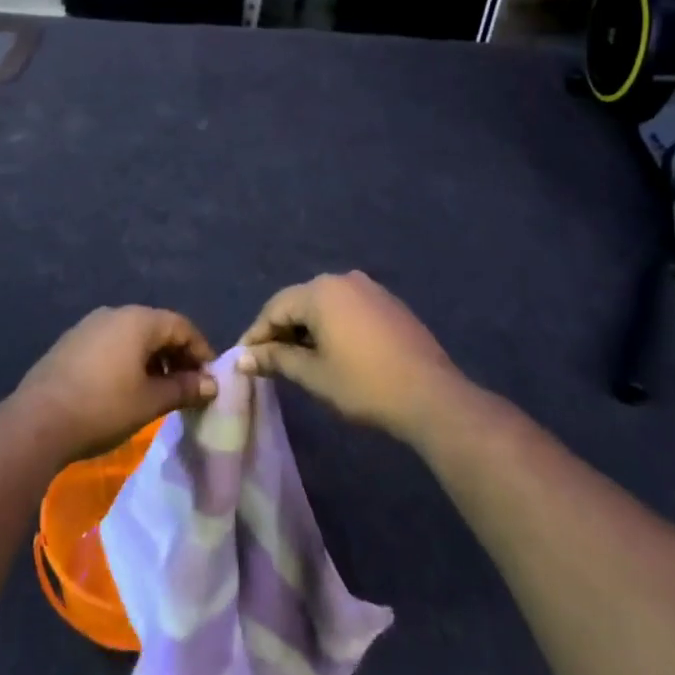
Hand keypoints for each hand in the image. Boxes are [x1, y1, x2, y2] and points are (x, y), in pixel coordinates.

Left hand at [14, 307, 217, 463]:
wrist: (37, 422)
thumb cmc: (103, 407)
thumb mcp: (150, 402)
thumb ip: (184, 389)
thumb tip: (210, 384)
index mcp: (138, 320)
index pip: (181, 326)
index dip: (201, 351)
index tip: (210, 381)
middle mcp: (114, 313)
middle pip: (157, 328)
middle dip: (177, 356)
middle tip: (188, 388)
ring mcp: (88, 326)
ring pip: (132, 336)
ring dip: (152, 360)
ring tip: (160, 392)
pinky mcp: (71, 342)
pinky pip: (111, 344)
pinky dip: (128, 361)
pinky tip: (127, 389)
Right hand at [236, 272, 460, 440]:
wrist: (431, 396)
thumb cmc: (364, 385)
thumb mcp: (314, 375)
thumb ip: (276, 360)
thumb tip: (243, 358)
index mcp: (320, 291)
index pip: (275, 308)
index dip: (257, 334)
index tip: (244, 360)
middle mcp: (343, 279)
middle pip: (299, 302)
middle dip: (281, 330)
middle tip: (268, 362)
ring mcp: (370, 288)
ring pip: (324, 304)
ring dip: (307, 329)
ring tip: (298, 360)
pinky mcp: (389, 303)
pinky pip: (348, 308)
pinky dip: (333, 326)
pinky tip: (332, 352)